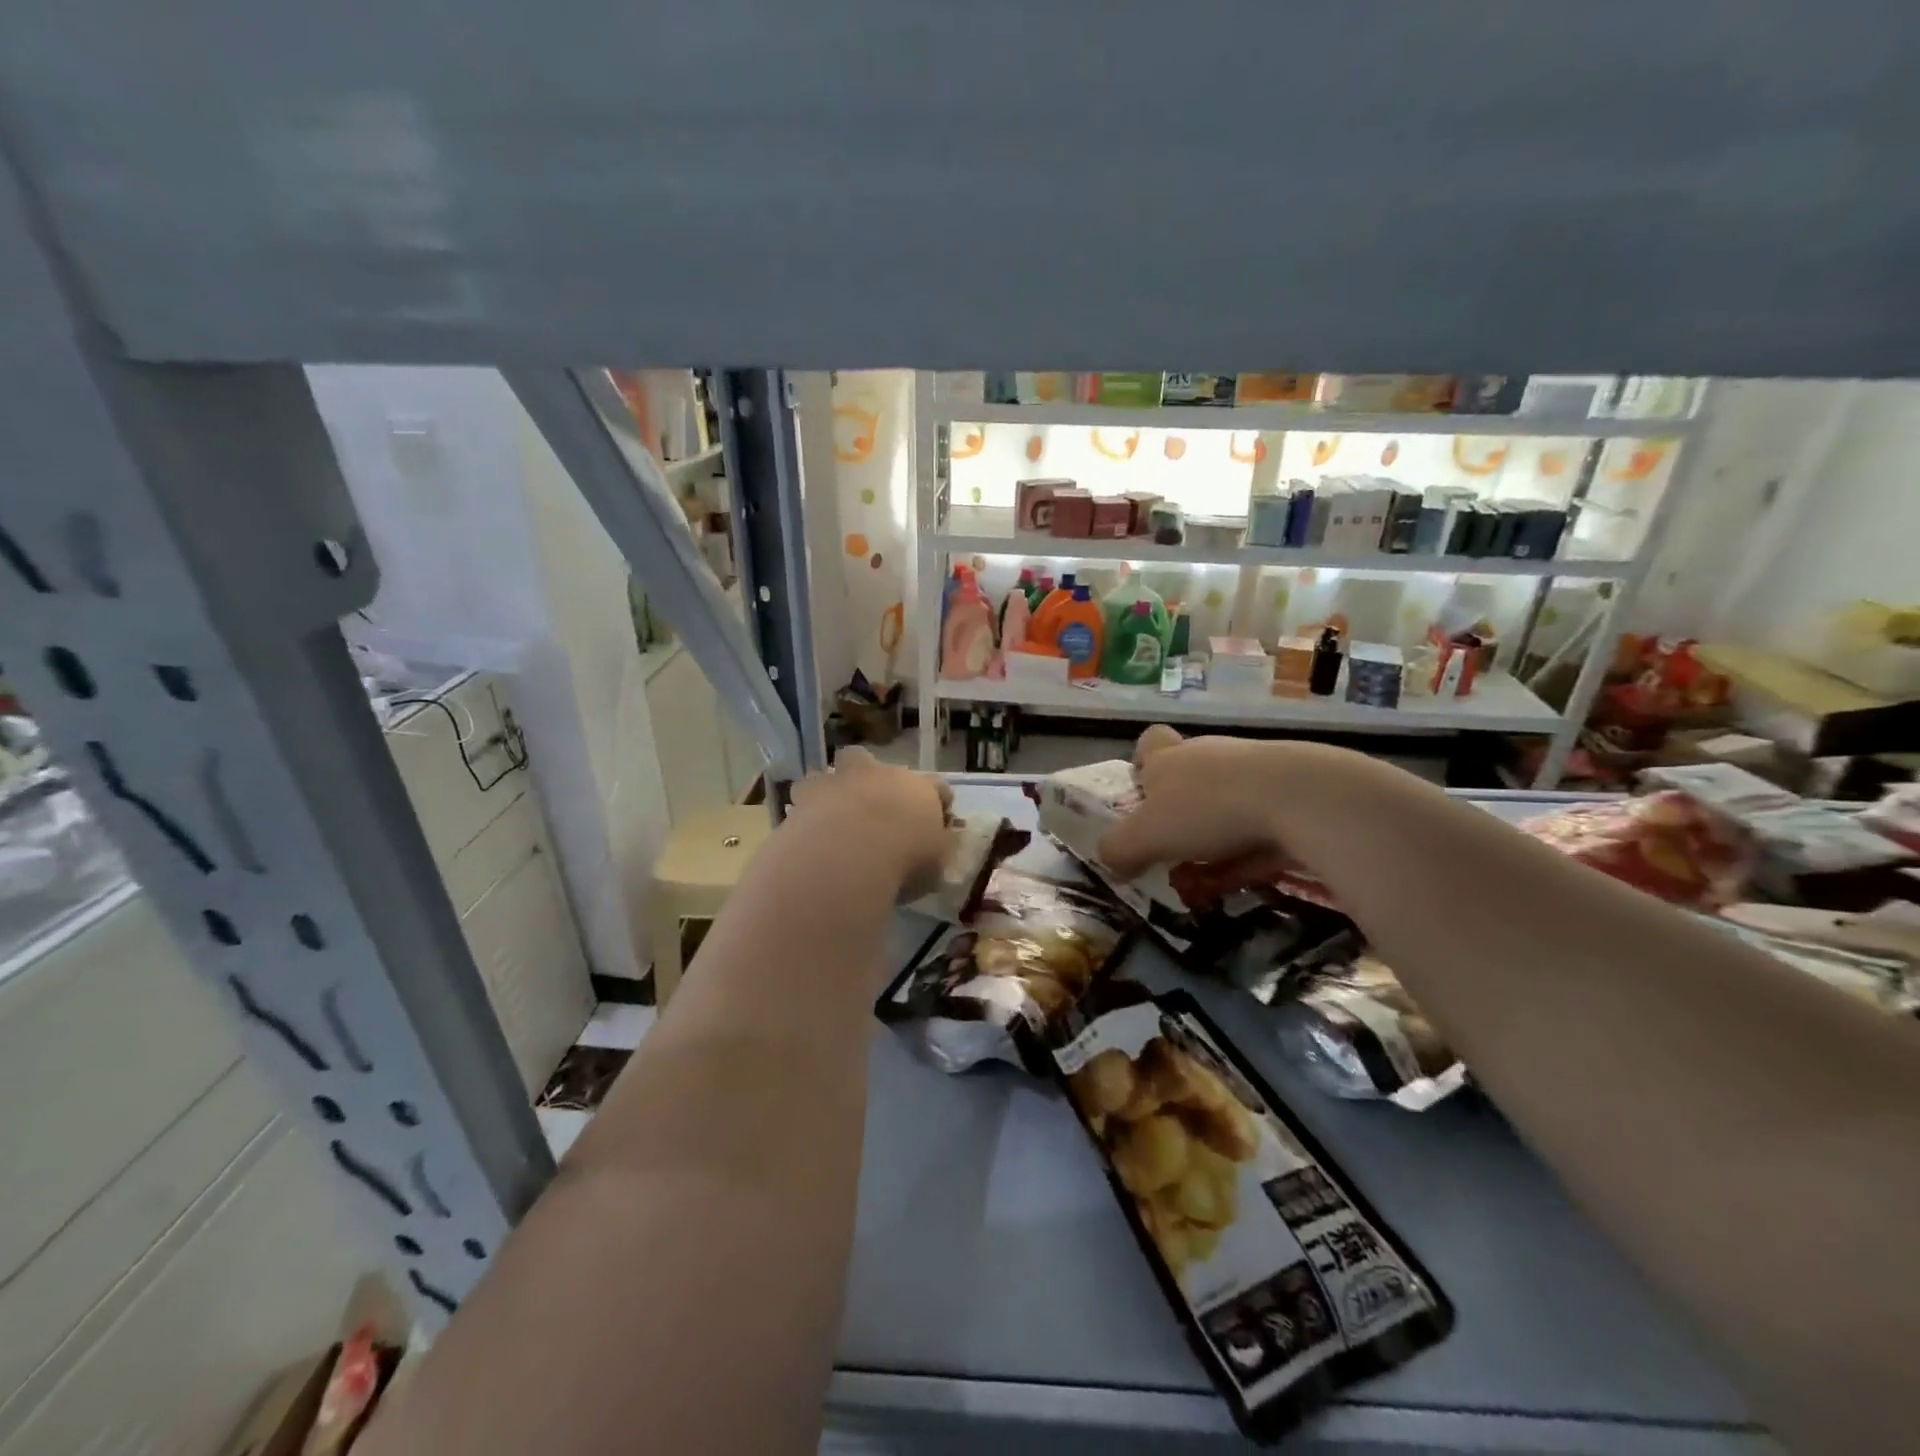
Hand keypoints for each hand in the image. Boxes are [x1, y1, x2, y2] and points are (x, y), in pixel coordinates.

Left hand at [786, 746, 952, 900]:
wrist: (849, 855)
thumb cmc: (904, 859)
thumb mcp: (935, 864)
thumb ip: (936, 850)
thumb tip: (936, 845)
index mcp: (918, 789)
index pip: (937, 786)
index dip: (939, 800)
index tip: (939, 815)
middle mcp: (878, 775)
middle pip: (871, 761)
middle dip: (869, 777)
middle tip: (870, 805)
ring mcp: (839, 781)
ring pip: (830, 771)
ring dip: (831, 788)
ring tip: (831, 813)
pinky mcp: (805, 796)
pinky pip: (803, 796)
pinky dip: (806, 809)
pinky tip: (807, 827)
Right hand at [1096, 728, 1372, 886]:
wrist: (1299, 798)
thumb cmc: (1207, 810)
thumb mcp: (1146, 836)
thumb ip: (1119, 849)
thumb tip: (1108, 860)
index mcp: (1169, 759)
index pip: (1150, 742)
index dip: (1142, 762)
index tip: (1143, 793)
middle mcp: (1208, 756)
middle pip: (1188, 776)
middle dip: (1181, 813)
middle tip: (1175, 849)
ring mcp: (1253, 771)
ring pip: (1226, 802)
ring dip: (1216, 835)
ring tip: (1213, 875)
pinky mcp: (1291, 791)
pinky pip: (1261, 821)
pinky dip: (1252, 847)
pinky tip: (1253, 875)